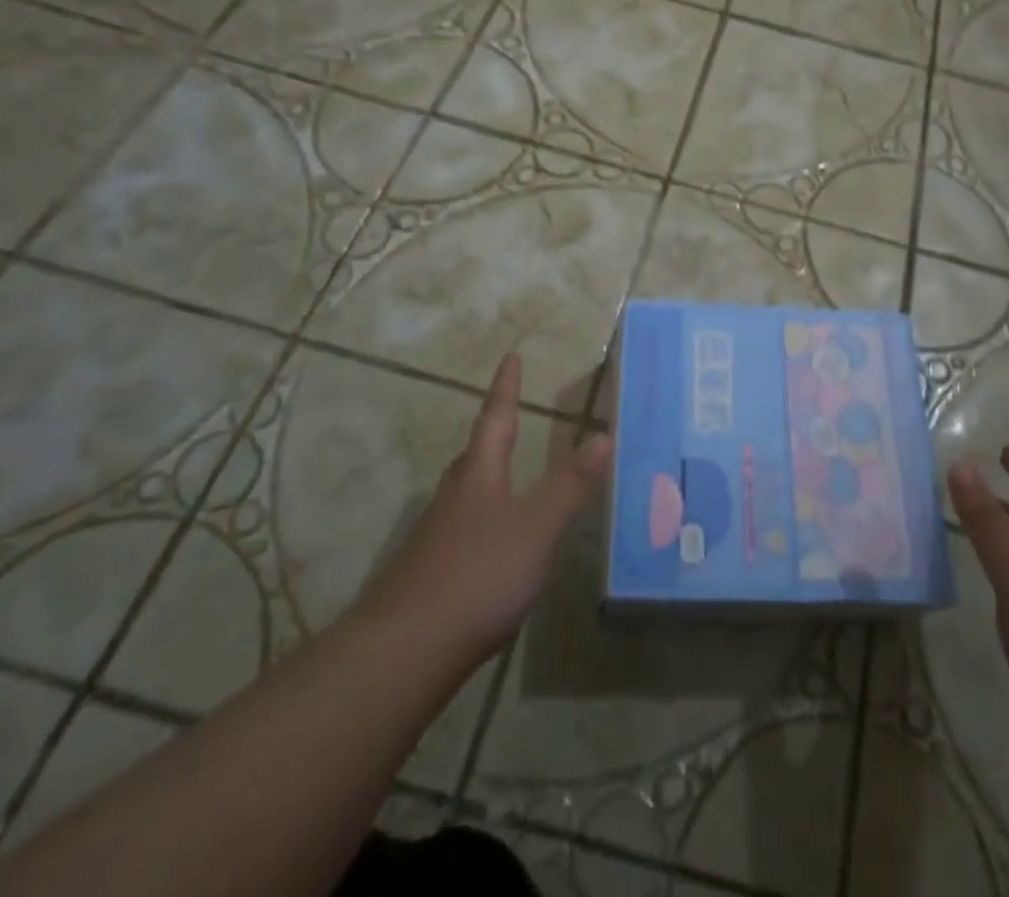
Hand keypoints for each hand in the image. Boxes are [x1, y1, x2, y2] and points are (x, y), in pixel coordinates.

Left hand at [363, 352, 611, 665]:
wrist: (406, 650)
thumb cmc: (479, 573)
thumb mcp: (537, 526)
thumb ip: (570, 484)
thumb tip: (603, 434)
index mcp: (480, 475)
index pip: (496, 419)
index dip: (506, 389)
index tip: (509, 358)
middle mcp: (454, 496)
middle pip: (476, 454)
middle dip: (494, 432)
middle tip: (508, 415)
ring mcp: (437, 535)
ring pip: (466, 491)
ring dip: (486, 475)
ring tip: (504, 474)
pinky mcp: (430, 572)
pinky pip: (462, 527)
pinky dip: (482, 519)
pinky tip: (493, 544)